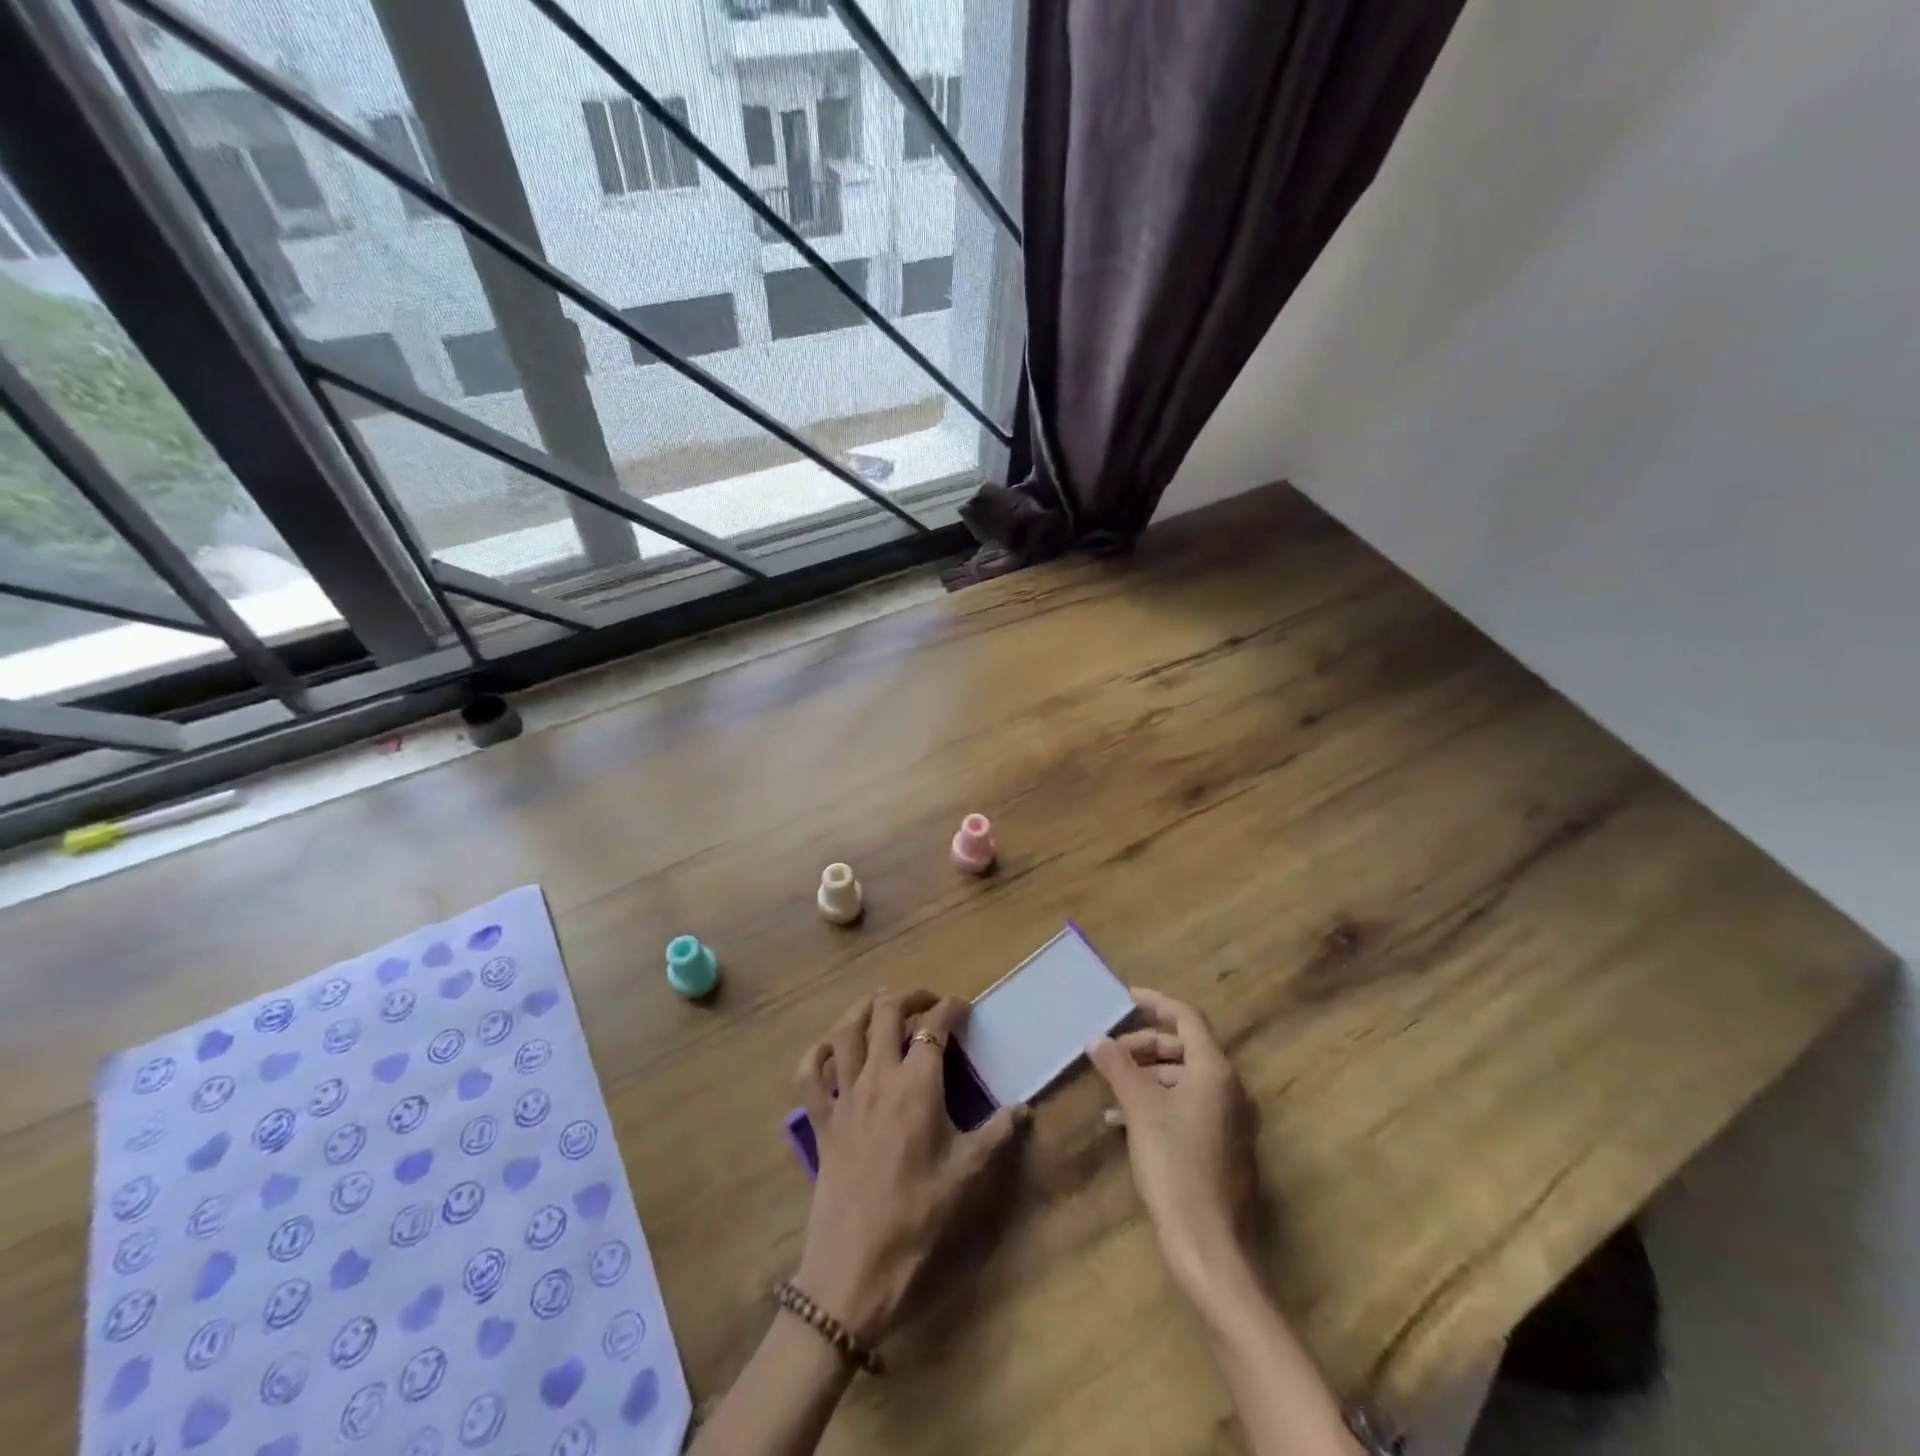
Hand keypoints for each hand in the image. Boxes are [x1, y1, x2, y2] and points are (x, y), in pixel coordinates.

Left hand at [794, 990, 1028, 1342]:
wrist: (856, 1266)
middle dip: (908, 996)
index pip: (934, 1026)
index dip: (950, 1008)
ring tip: (881, 1004)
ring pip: (845, 1031)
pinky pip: (810, 1073)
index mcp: (917, 1084)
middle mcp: (877, 1077)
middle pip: (885, 1012)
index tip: (963, 1009)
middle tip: (926, 1001)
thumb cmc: (918, 1217)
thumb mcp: (968, 1175)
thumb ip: (998, 1135)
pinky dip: (819, 1052)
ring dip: (863, 1008)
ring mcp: (843, 1096)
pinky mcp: (820, 1120)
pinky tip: (831, 1049)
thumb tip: (1024, 1109)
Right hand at [1088, 987, 1258, 1294]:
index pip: (1187, 1018)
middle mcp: (1228, 1089)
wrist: (1209, 1245)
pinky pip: (1186, 1107)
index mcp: (1215, 1071)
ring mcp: (1227, 1120)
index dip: (1156, 1003)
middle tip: (1110, 1052)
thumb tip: (1095, 1037)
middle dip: (1144, 1045)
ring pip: (1182, 1079)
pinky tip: (1121, 1122)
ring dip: (1145, 1077)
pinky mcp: (1220, 1147)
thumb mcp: (1140, 1109)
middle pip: (1183, 1048)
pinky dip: (1156, 1104)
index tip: (1125, 997)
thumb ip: (1118, 1067)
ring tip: (1110, 1088)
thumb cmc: (1175, 1165)